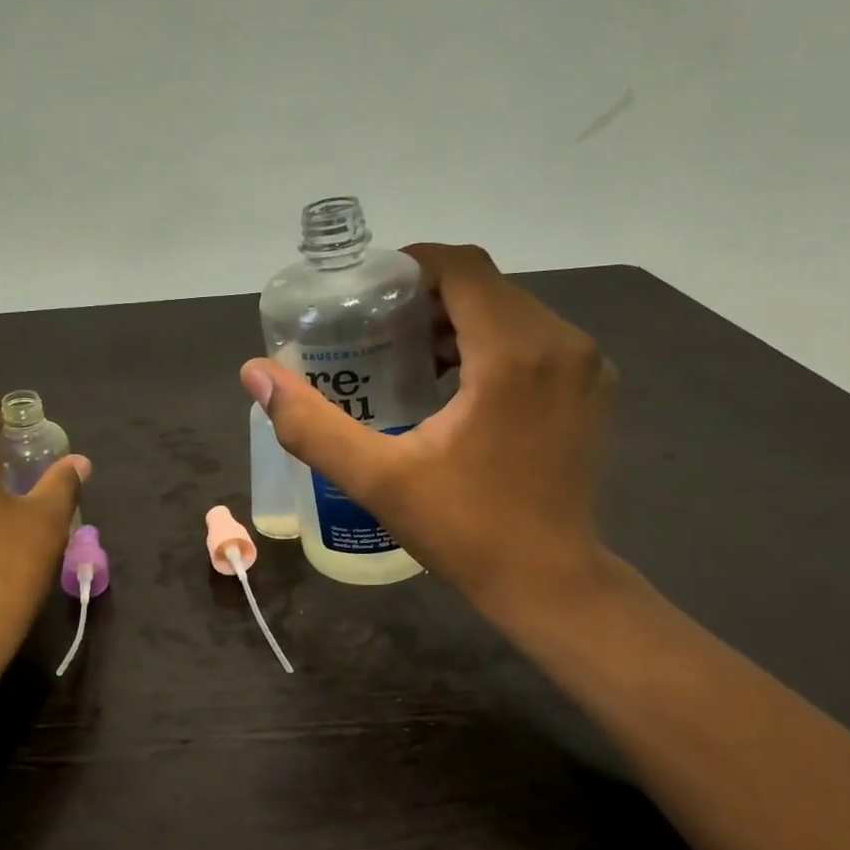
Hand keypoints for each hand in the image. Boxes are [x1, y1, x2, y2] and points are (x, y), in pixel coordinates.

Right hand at [241, 244, 614, 631]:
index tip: (369, 293)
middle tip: (376, 331)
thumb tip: (255, 373)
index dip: (412, 266)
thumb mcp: (377, 479)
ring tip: (408, 358)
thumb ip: (312, 425)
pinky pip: (537, 339)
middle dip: (429, 298)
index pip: (463, 268)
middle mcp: (562, 343)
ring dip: (460, 322)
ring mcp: (587, 366)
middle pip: (487, 287)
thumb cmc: (465, 529)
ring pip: (513, 311)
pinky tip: (457, 386)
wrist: (550, 582)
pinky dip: (492, 344)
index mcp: (514, 353)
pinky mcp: (594, 389)